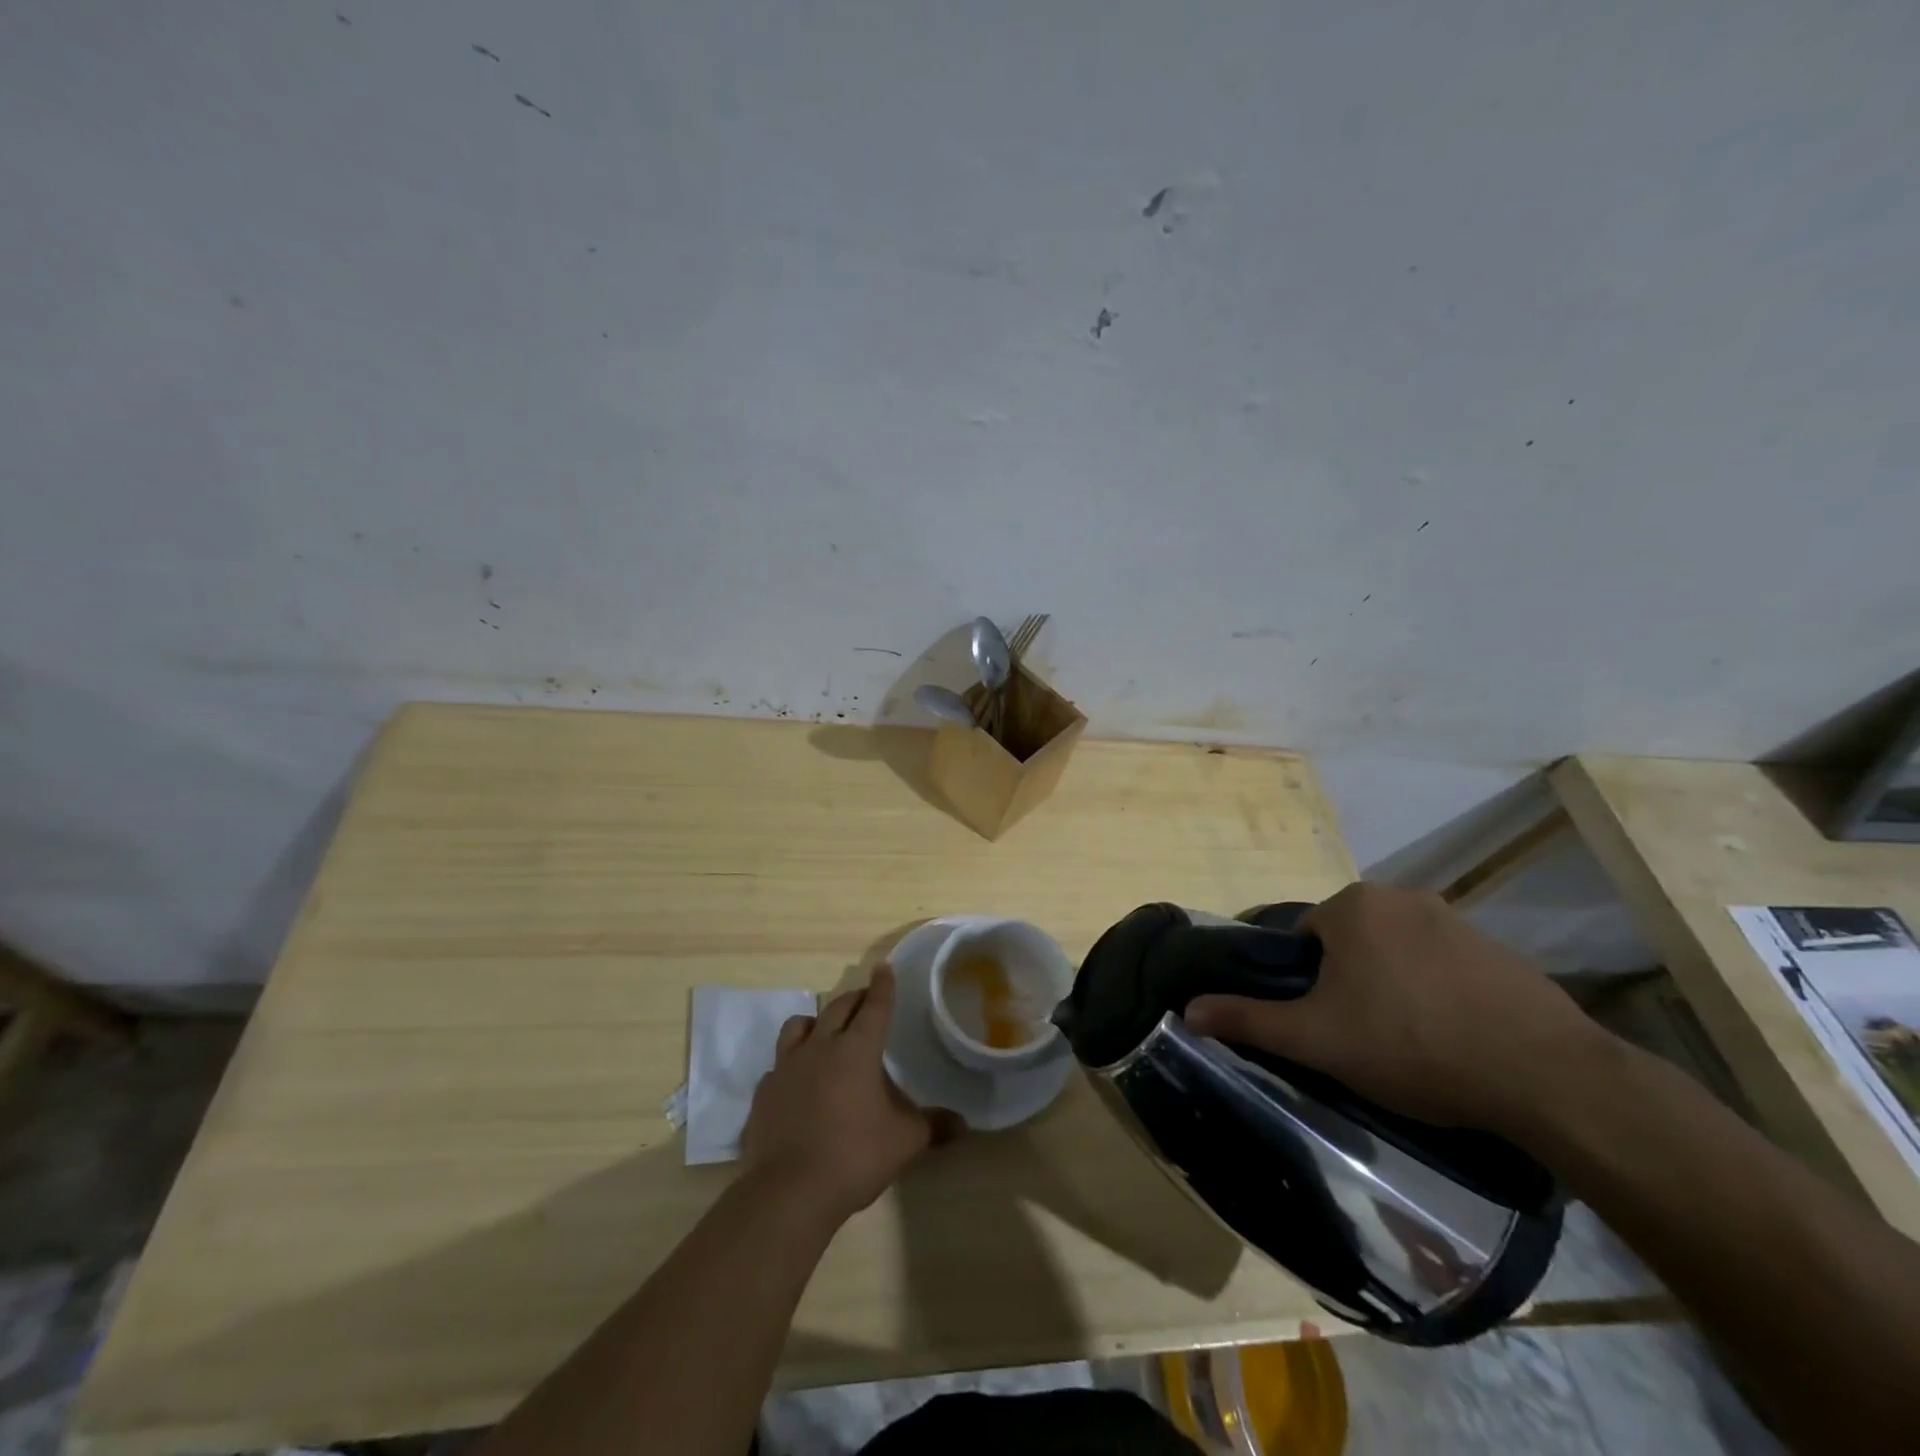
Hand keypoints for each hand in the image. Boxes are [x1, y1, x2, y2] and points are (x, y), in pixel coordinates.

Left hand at [740, 964, 952, 1222]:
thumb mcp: (905, 1142)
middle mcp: (820, 1047)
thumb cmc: (854, 1156)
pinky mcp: (764, 1092)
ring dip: (816, 1022)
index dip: (883, 986)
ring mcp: (786, 1067)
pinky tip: (798, 1082)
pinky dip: (792, 1064)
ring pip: (799, 1026)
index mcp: (857, 1050)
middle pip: (838, 1008)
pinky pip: (778, 1065)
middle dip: (854, 999)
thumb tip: (963, 1124)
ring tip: (825, 1032)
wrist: (789, 1192)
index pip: (875, 1006)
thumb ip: (933, 1126)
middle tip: (865, 1000)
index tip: (884, 967)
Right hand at [1183, 882, 1605, 1133]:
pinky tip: (1452, 1039)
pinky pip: (1444, 965)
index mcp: (1354, 905)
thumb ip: (1249, 1019)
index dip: (1305, 982)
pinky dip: (1436, 992)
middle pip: (1350, 941)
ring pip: (1397, 953)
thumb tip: (1188, 1009)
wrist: (1545, 1076)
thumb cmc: (1411, 1044)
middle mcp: (1403, 896)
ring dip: (1391, 986)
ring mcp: (1457, 920)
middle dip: (1348, 982)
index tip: (1322, 1022)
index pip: (1305, 936)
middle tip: (1360, 1037)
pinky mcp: (1501, 951)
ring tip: (1407, 1044)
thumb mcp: (1317, 1038)